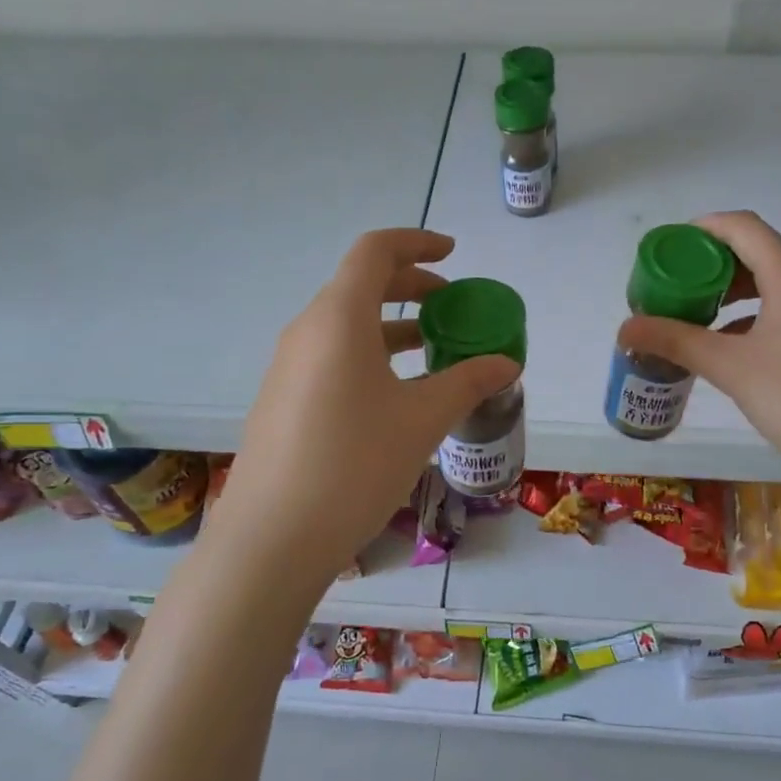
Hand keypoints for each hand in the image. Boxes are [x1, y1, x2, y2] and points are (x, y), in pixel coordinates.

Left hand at [205, 229, 518, 584]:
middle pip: (360, 285)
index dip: (417, 243)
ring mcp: (288, 367)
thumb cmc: (355, 464)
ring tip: (432, 353)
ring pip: (346, 325)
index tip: (453, 255)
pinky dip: (369, 355)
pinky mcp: (283, 400)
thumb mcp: (423, 419)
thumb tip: (508, 362)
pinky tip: (396, 396)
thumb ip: (468, 381)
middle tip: (452, 308)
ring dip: (391, 326)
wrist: (272, 537)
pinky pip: (332, 357)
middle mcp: (307, 331)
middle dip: (411, 287)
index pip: (375, 251)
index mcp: (339, 318)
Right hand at [617, 211, 780, 490]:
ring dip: (731, 293)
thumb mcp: (730, 368)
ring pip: (773, 285)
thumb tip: (624, 329)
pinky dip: (752, 316)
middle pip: (758, 254)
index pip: (745, 228)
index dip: (703, 229)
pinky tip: (728, 346)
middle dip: (711, 265)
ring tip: (694, 315)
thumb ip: (675, 342)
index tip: (668, 247)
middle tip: (674, 286)